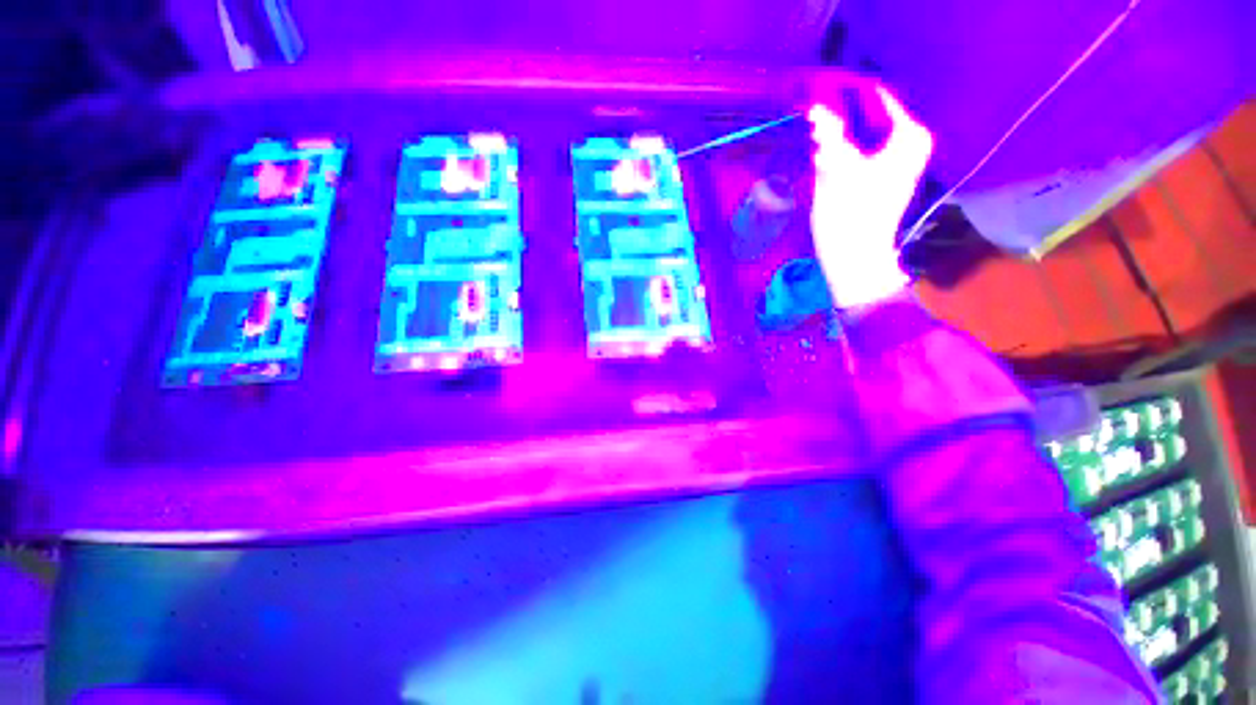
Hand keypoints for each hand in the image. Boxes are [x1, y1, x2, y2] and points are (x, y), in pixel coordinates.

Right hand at [809, 84, 932, 308]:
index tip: (818, 90)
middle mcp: (909, 144)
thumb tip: (816, 108)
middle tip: (811, 114)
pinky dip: (843, 149)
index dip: (845, 92)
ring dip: (839, 133)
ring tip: (813, 132)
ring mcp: (898, 162)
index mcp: (907, 136)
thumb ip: (828, 135)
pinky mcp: (885, 178)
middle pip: (870, 116)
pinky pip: (863, 151)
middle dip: (840, 114)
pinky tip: (824, 153)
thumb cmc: (849, 216)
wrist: (855, 259)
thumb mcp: (835, 171)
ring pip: (864, 135)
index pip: (876, 97)